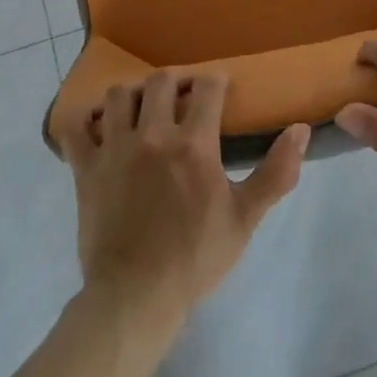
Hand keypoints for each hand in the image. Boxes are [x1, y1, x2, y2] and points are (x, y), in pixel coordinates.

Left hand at [67, 71, 308, 337]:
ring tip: (143, 108)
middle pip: (160, 81)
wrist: (136, 296)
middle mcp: (151, 135)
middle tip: (183, 95)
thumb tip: (301, 129)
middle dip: (176, 80)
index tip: (220, 89)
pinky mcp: (85, 168)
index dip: (216, 81)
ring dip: (134, 93)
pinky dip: (84, 118)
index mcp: (193, 144)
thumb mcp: (245, 218)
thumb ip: (276, 172)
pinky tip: (98, 124)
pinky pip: (75, 126)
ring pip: (118, 95)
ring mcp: (114, 149)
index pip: (207, 88)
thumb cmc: (195, 257)